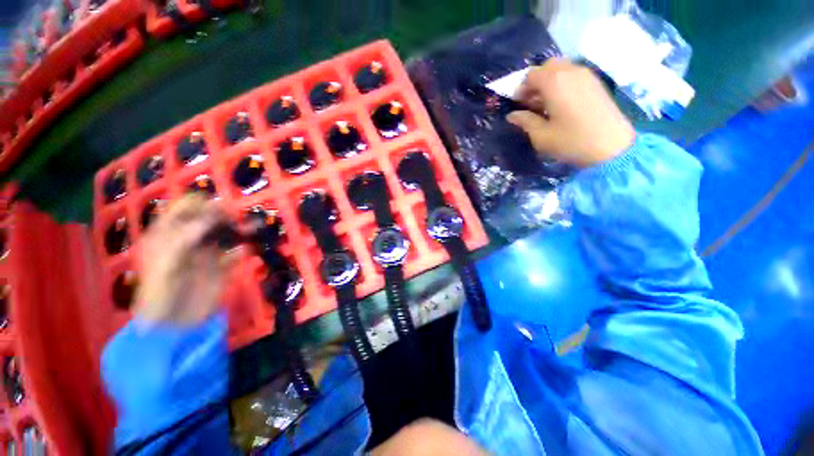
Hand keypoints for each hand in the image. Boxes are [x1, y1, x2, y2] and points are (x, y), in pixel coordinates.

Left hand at [135, 194, 236, 324]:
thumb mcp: (166, 262)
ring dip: (241, 230)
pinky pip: (236, 255)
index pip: (183, 209)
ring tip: (256, 226)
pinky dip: (242, 251)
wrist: (172, 325)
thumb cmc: (160, 293)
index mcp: (169, 235)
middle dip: (225, 215)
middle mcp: (190, 240)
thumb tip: (211, 217)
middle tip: (237, 218)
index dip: (199, 203)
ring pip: (227, 235)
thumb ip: (185, 237)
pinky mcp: (222, 268)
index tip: (217, 206)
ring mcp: (207, 254)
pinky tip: (245, 251)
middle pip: (210, 219)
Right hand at [507, 58, 635, 167]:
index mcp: (554, 82)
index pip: (531, 75)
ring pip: (562, 69)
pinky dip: (563, 83)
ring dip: (549, 82)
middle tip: (531, 102)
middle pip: (547, 66)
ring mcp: (586, 75)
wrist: (611, 146)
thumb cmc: (571, 141)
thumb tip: (512, 115)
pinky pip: (574, 75)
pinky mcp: (596, 83)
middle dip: (535, 81)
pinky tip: (561, 103)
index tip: (518, 105)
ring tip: (546, 104)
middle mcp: (570, 71)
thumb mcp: (541, 135)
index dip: (521, 89)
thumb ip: (525, 121)